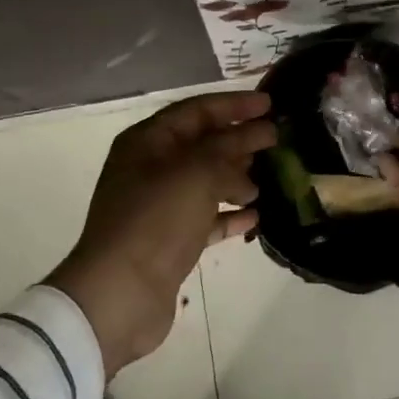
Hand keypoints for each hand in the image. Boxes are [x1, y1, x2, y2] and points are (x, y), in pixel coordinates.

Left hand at [48, 91, 274, 374]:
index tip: (269, 104)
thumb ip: (229, 147)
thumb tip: (256, 135)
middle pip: (202, 144)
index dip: (233, 104)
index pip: (196, 110)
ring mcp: (159, 206)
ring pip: (206, 180)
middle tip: (277, 139)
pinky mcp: (170, 240)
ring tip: (270, 177)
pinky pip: (206, 217)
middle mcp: (150, 168)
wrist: (121, 294)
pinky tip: (256, 215)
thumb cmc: (156, 220)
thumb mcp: (196, 172)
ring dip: (237, 176)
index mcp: (147, 142)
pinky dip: (230, 214)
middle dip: (238, 139)